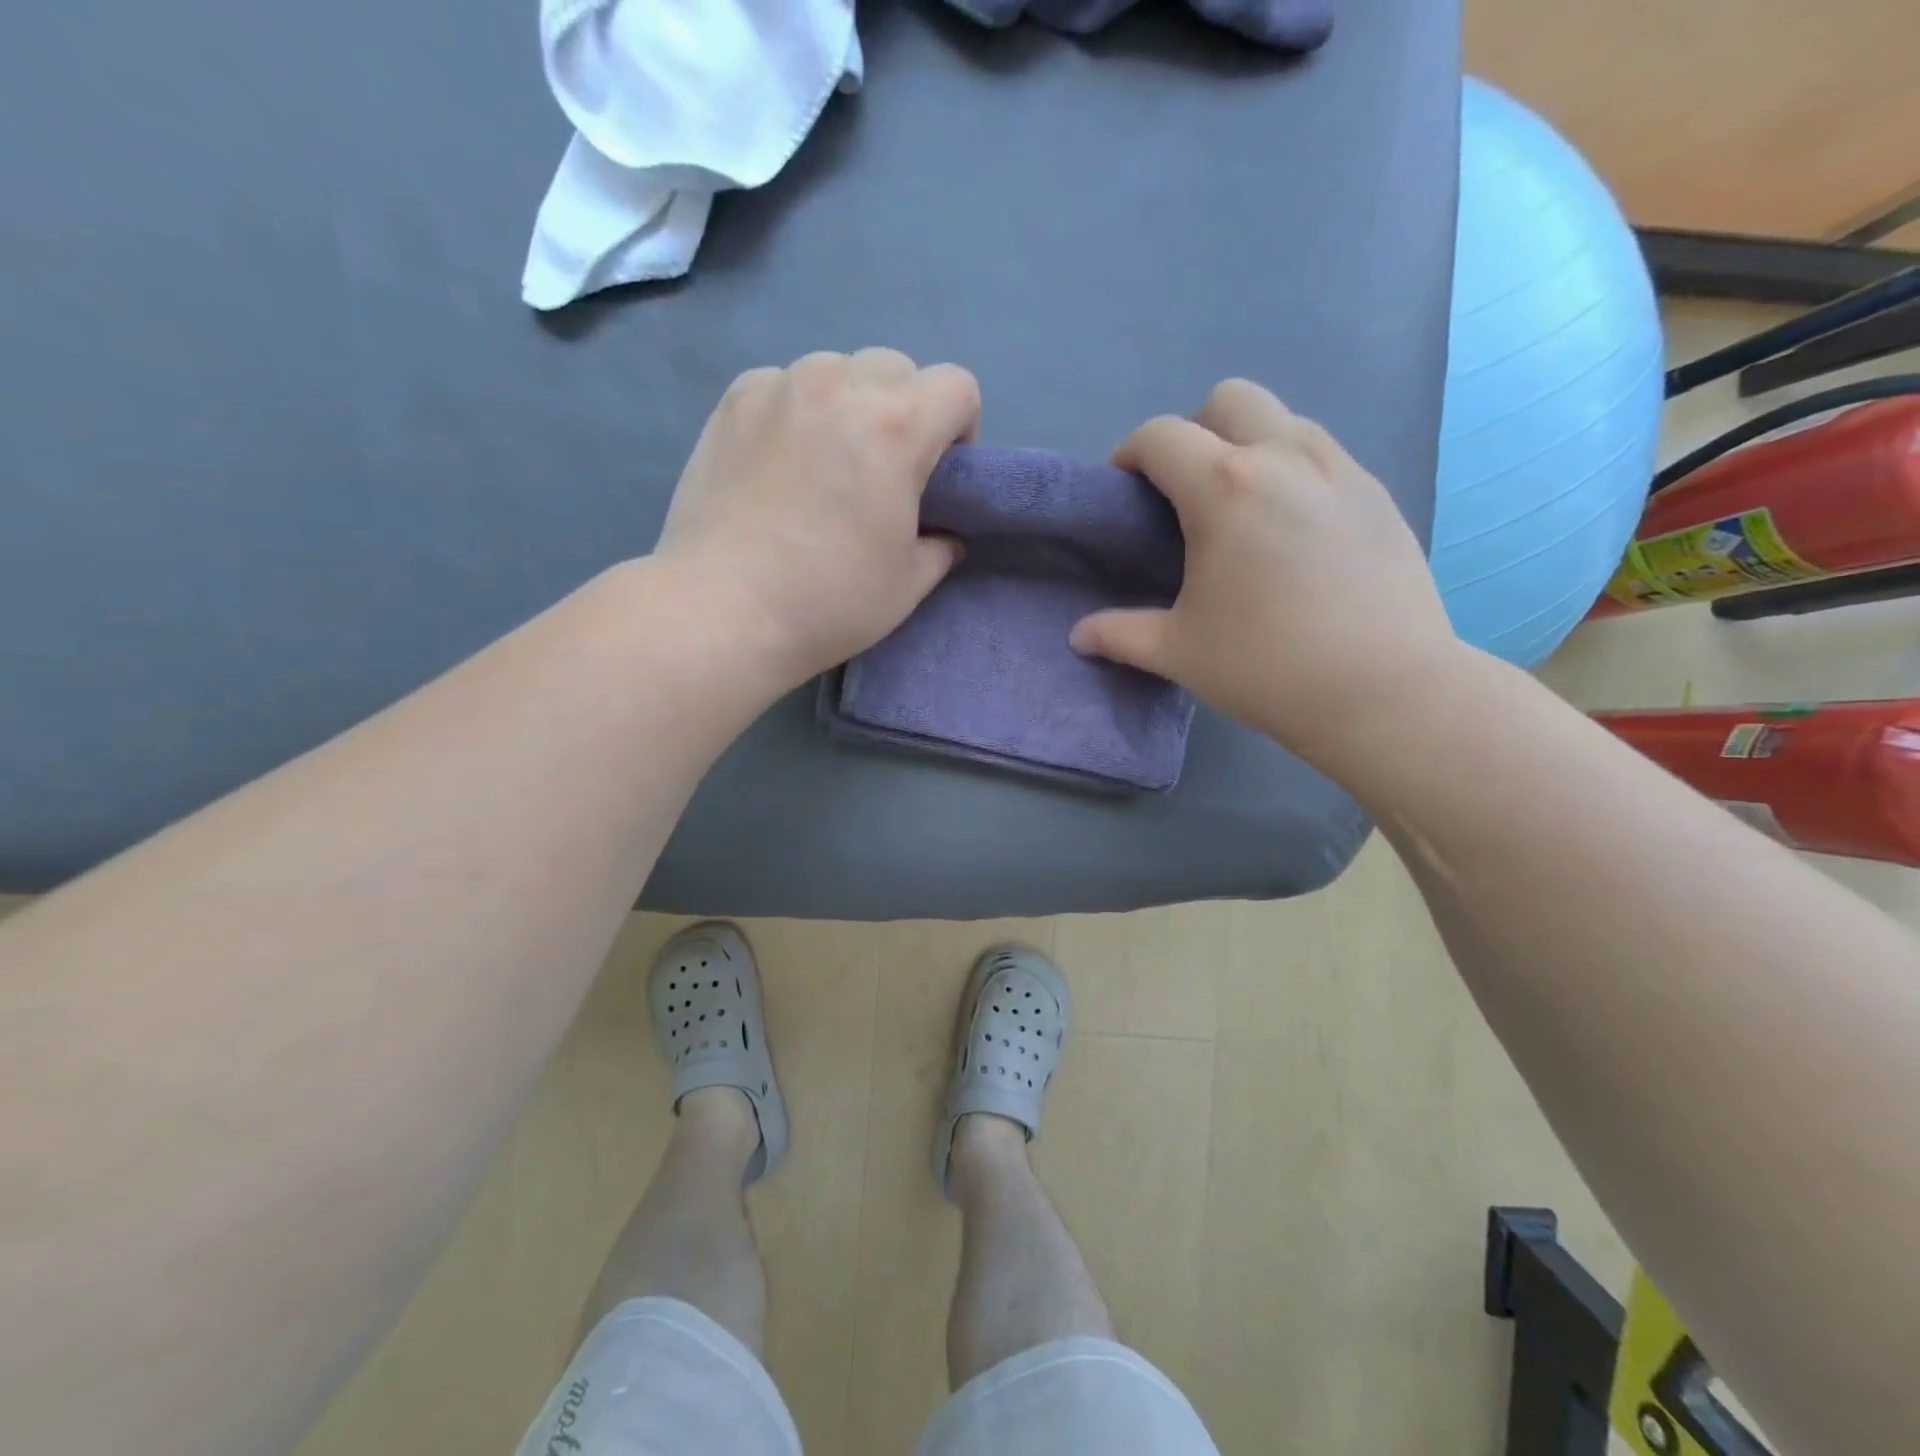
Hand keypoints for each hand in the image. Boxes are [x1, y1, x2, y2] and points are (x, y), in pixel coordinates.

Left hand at [654, 349, 980, 691]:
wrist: (724, 609)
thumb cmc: (829, 601)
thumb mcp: (909, 585)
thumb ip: (941, 547)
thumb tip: (945, 535)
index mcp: (896, 426)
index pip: (957, 386)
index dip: (960, 430)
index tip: (937, 475)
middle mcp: (839, 386)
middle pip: (897, 368)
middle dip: (905, 411)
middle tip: (882, 471)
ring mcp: (780, 386)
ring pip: (837, 370)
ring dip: (848, 405)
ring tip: (825, 464)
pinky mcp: (734, 400)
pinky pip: (785, 385)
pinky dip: (796, 411)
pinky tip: (779, 462)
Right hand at [1070, 379, 1459, 766]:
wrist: (1384, 691)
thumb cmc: (1265, 667)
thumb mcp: (1176, 653)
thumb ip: (1119, 634)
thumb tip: (1079, 636)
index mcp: (1224, 488)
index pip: (1161, 435)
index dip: (1130, 454)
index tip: (1125, 491)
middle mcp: (1285, 458)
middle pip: (1230, 399)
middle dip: (1196, 432)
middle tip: (1187, 495)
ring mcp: (1341, 471)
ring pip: (1285, 420)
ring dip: (1250, 446)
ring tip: (1243, 511)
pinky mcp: (1379, 495)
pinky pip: (1325, 455)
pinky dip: (1295, 472)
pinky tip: (1295, 534)